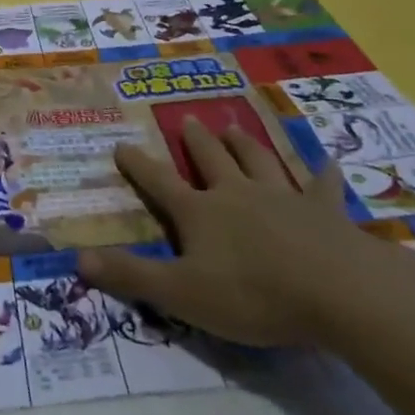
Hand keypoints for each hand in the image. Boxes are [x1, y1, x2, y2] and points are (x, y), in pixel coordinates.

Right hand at [78, 119, 371, 345]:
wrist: (336, 290)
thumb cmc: (252, 294)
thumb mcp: (182, 293)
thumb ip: (131, 275)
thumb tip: (78, 258)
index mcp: (200, 212)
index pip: (159, 183)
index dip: (138, 165)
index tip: (121, 145)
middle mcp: (237, 193)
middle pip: (211, 159)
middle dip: (197, 141)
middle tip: (190, 120)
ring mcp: (282, 197)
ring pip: (258, 161)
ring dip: (244, 144)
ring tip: (234, 127)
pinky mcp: (323, 211)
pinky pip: (322, 187)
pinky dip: (324, 174)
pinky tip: (330, 162)